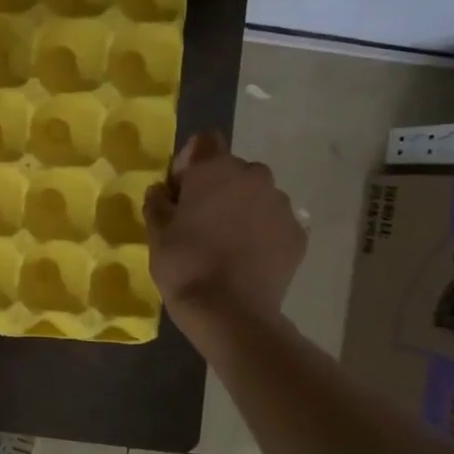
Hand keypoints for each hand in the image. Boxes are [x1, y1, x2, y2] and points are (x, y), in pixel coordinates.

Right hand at [144, 131, 305, 339]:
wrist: (231, 312)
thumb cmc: (185, 265)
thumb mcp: (156, 232)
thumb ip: (158, 202)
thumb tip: (163, 191)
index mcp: (215, 169)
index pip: (204, 141)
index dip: (189, 161)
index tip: (180, 192)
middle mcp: (254, 176)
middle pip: (233, 170)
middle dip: (218, 187)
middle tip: (201, 220)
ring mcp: (281, 205)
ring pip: (257, 195)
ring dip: (242, 209)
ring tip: (227, 242)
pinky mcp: (297, 234)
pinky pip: (274, 222)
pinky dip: (262, 232)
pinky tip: (247, 258)